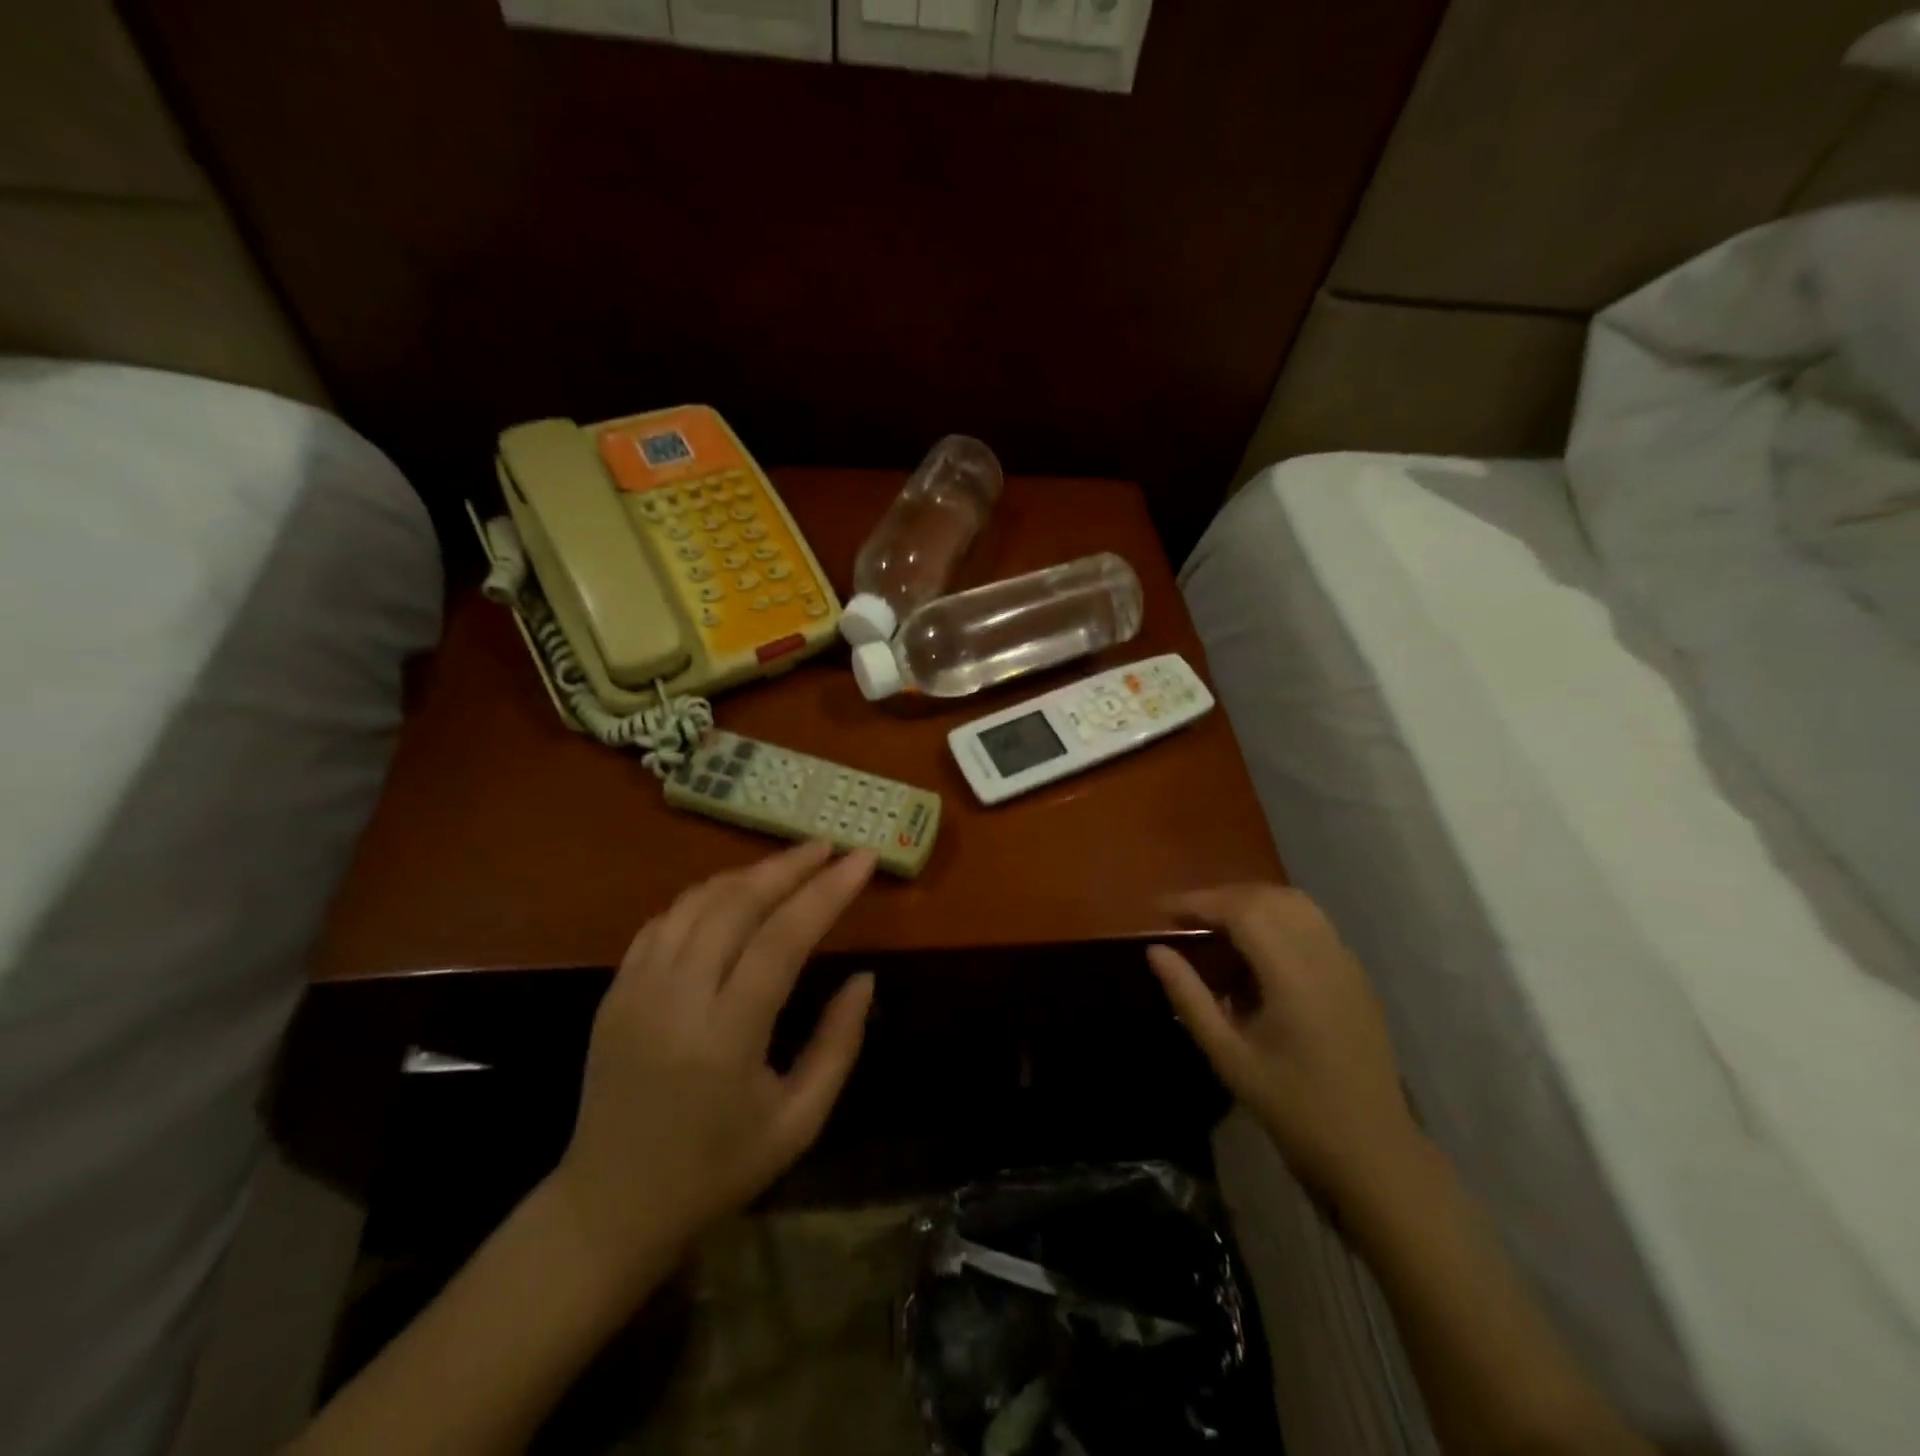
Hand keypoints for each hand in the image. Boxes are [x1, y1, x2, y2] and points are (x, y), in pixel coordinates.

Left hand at [548, 841, 876, 1281]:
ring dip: (748, 874)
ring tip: (790, 865)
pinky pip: (665, 921)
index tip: (862, 859)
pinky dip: (706, 896)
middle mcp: (675, 999)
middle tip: (829, 846)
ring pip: (697, 902)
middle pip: (737, 904)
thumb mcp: (798, 1122)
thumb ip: (838, 1044)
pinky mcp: (615, 990)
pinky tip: (734, 894)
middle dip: (789, 867)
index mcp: (725, 1037)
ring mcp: (636, 989)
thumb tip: (864, 977)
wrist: (608, 1206)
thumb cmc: (717, 1170)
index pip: (782, 938)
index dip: (827, 892)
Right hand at [1147, 885, 1420, 1204]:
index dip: (1198, 900)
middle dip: (1221, 898)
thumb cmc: (1294, 1109)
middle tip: (1185, 919)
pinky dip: (1277, 920)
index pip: (1241, 909)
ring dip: (1251, 904)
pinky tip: (1257, 954)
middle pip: (1268, 897)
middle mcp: (1324, 955)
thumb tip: (1155, 951)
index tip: (1161, 909)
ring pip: (1295, 904)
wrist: (1374, 1153)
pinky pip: (1313, 925)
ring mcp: (1346, 963)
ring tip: (1217, 929)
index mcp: (1293, 975)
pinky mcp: (1356, 976)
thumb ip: (1189, 997)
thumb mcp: (1229, 1056)